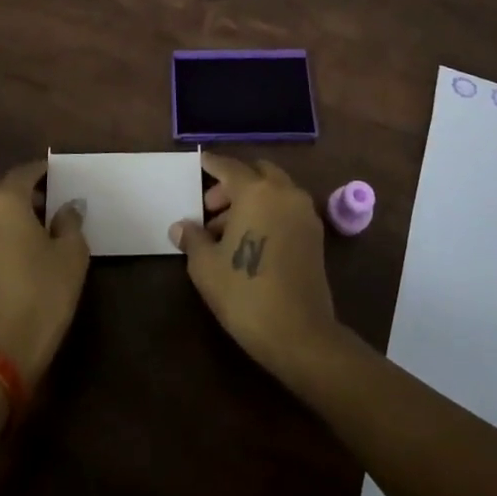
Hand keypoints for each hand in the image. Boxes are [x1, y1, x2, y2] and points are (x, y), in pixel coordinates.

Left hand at [0, 160, 88, 386]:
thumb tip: (67, 207)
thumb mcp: (71, 257)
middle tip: (32, 203)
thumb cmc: (40, 297)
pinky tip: (0, 248)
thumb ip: (70, 223)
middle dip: (6, 186)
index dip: (40, 171)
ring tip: (15, 226)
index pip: (22, 172)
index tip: (55, 176)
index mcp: (4, 200)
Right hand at [170, 153, 341, 383]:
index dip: (212, 164)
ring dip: (251, 199)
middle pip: (256, 174)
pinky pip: (287, 209)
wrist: (299, 333)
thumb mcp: (206, 266)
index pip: (229, 167)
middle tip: (210, 210)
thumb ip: (193, 238)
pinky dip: (268, 212)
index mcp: (256, 191)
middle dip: (233, 185)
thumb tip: (181, 226)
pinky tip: (250, 240)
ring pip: (274, 190)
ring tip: (226, 231)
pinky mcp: (315, 235)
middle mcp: (284, 193)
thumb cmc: (245, 293)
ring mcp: (304, 213)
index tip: (201, 162)